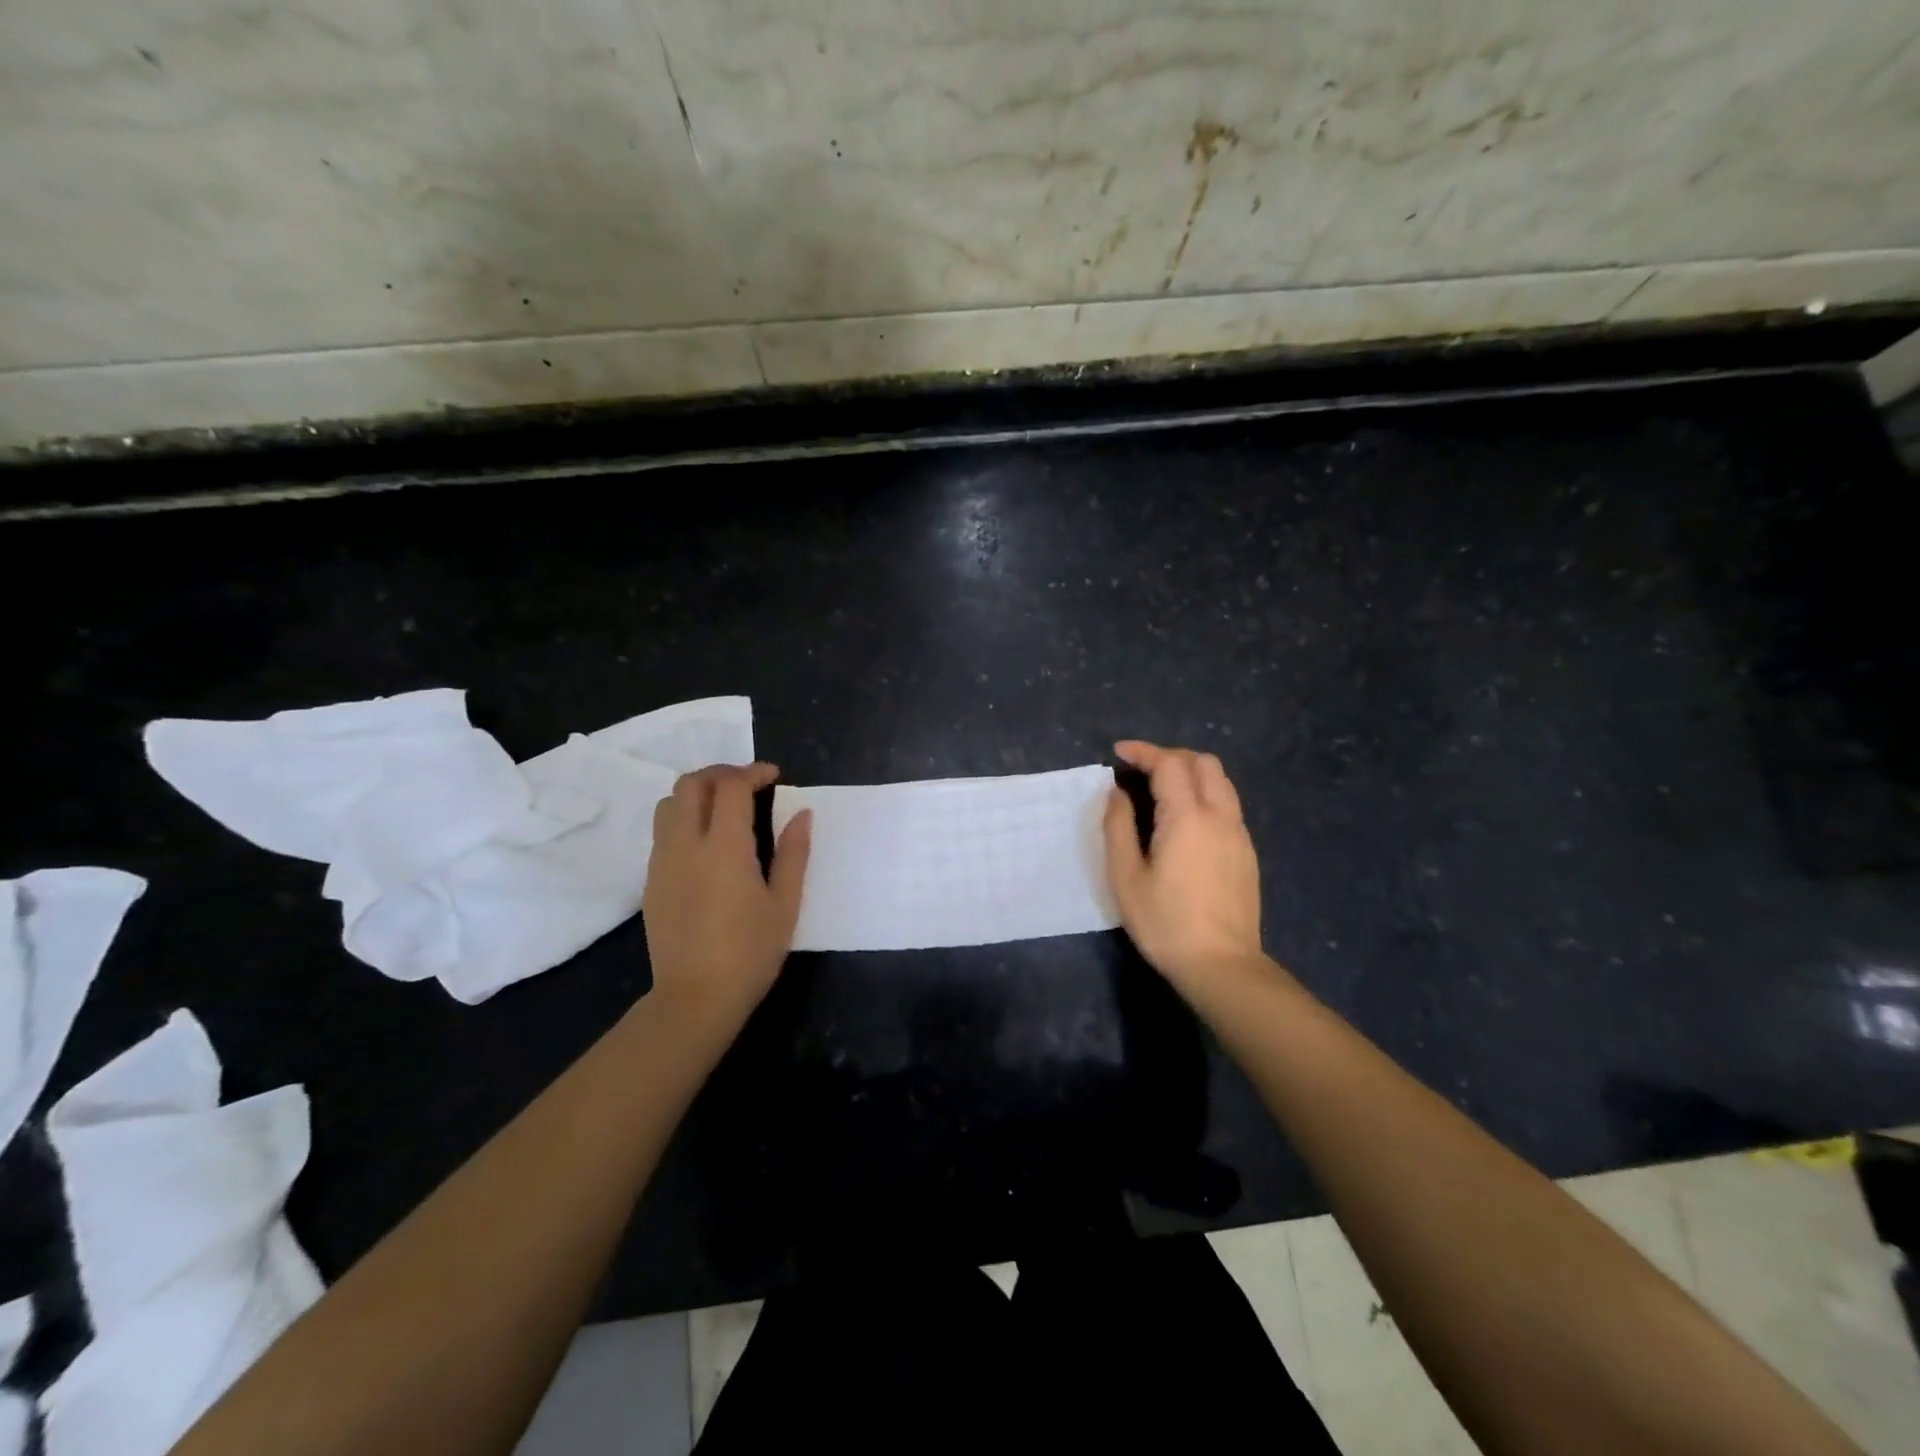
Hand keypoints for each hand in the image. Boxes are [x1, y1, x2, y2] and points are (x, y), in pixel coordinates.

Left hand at [642, 762, 810, 1024]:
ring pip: (668, 803)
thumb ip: (794, 853)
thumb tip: (802, 814)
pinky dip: (683, 818)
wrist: (695, 998)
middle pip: (692, 783)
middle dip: (721, 773)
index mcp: (724, 847)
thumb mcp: (785, 904)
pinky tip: (706, 842)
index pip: (730, 786)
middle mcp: (686, 844)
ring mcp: (662, 861)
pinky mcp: (651, 880)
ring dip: (697, 793)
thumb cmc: (750, 953)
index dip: (753, 772)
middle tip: (748, 784)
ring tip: (723, 807)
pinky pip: (662, 831)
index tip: (773, 778)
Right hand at [1104, 740, 1266, 994]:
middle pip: (1203, 763)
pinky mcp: (1247, 852)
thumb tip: (1118, 793)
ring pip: (1221, 782)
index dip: (1144, 752)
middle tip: (1141, 769)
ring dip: (1191, 772)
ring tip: (1162, 788)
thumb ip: (1118, 827)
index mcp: (1188, 817)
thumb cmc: (1165, 922)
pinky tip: (1185, 819)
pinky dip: (1205, 794)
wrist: (1221, 964)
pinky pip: (1228, 805)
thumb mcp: (1125, 876)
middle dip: (1170, 756)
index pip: (1170, 763)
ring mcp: (1239, 834)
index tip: (1119, 753)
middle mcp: (1220, 816)